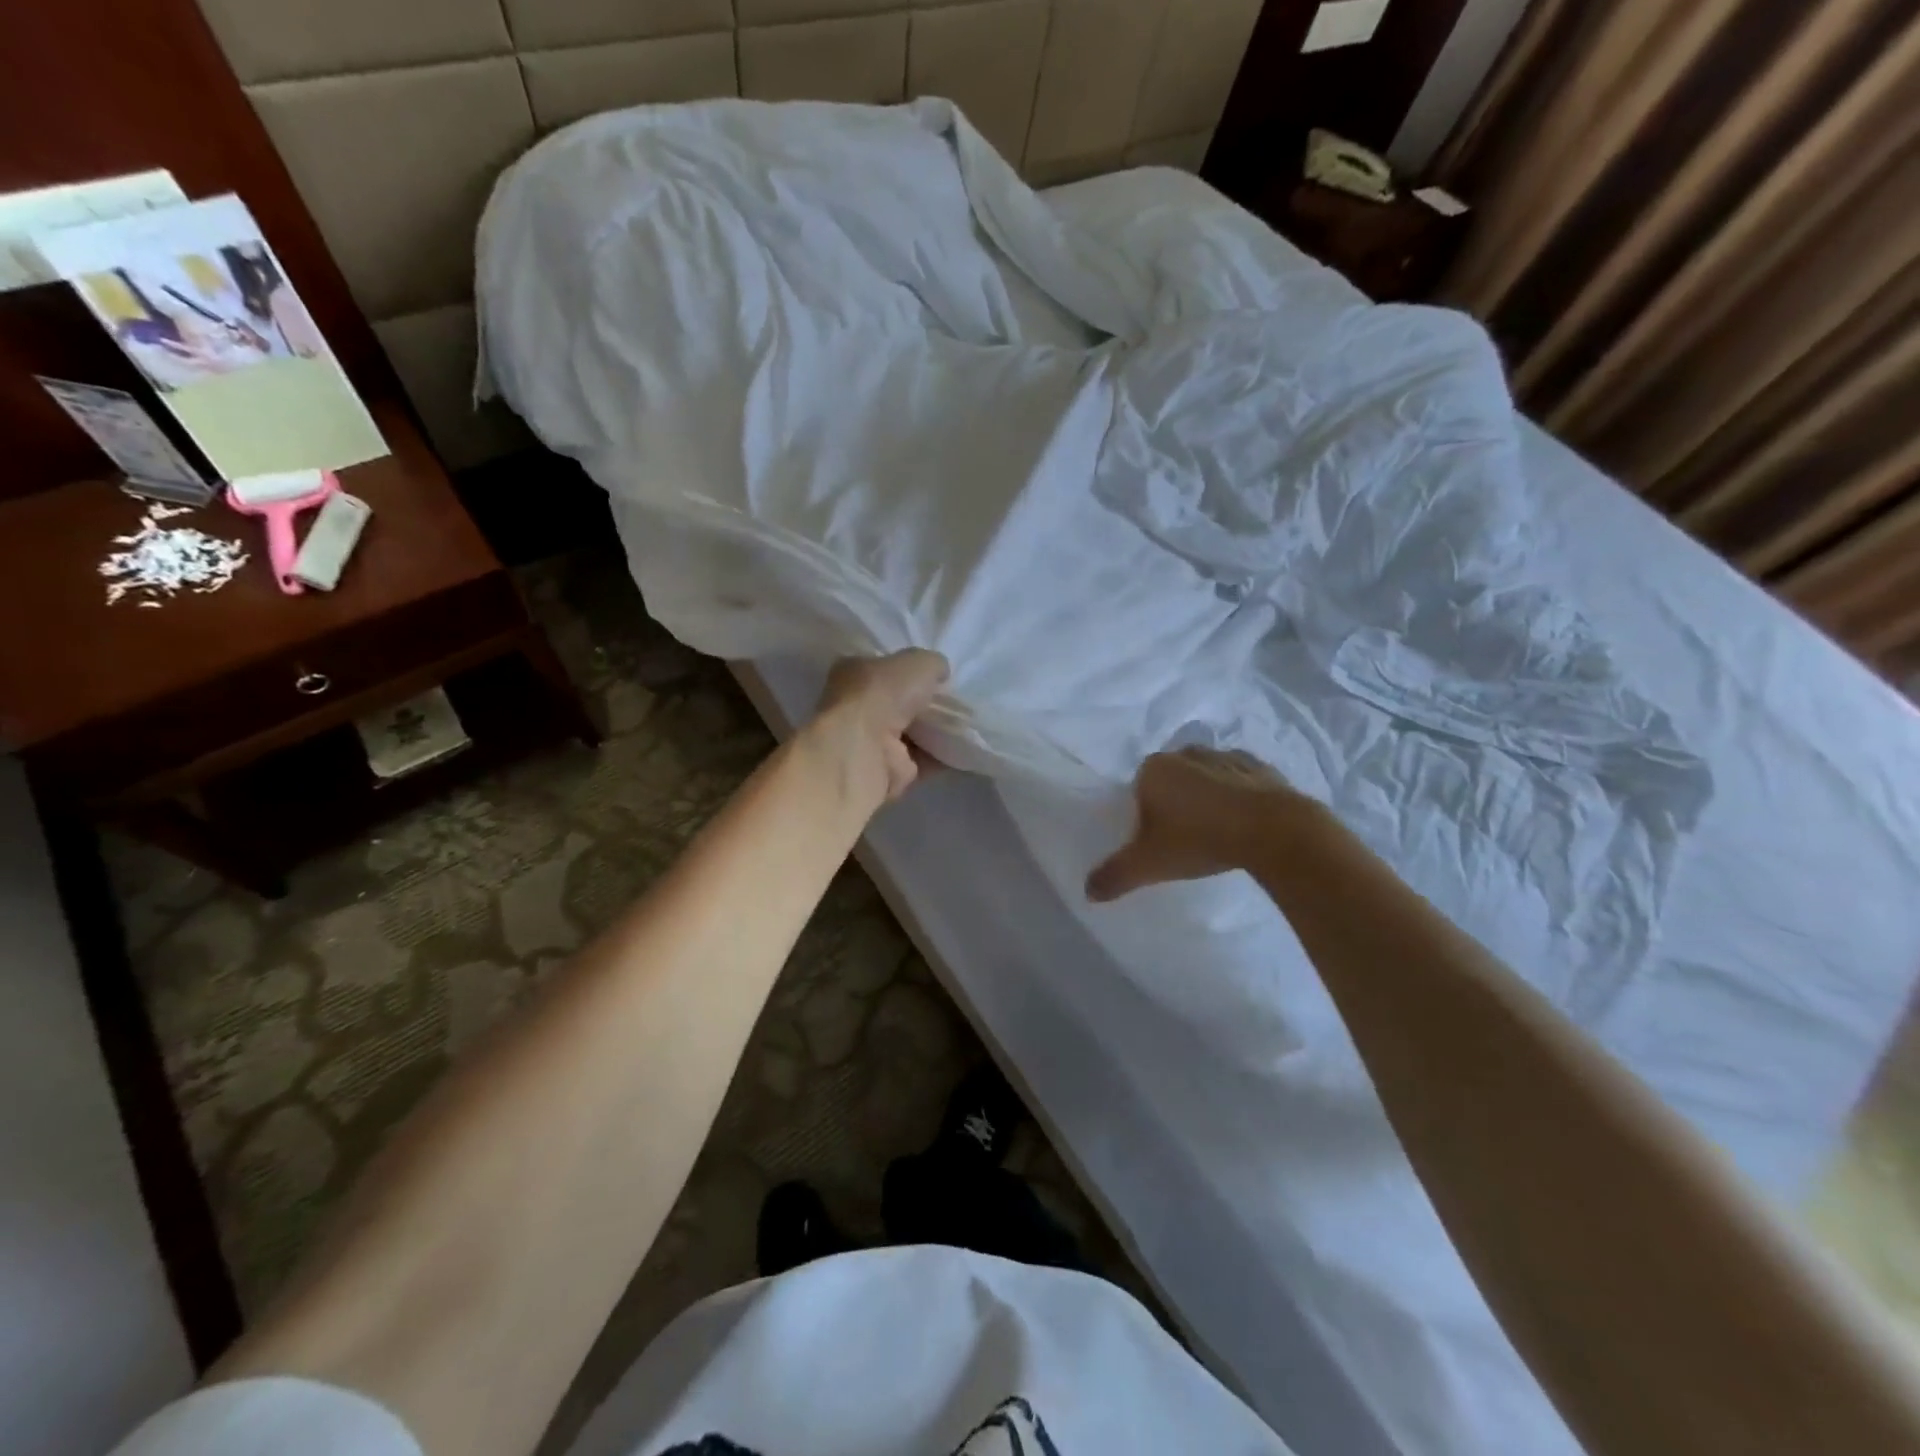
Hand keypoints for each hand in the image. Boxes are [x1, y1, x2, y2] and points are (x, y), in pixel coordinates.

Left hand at [807, 649, 949, 804]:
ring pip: (911, 732)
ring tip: (965, 721)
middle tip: (955, 699)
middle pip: (898, 702)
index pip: (883, 667)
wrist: (867, 747)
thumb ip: (932, 664)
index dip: (909, 670)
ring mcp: (870, 741)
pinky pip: (922, 759)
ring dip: (936, 730)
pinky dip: (942, 755)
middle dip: (925, 703)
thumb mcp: (918, 661)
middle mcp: (857, 707)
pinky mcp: (888, 770)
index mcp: (853, 673)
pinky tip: (964, 746)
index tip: (936, 674)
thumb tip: (940, 673)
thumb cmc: (883, 693)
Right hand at [1086, 746, 1300, 900]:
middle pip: (1172, 780)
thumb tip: (1088, 892)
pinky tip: (1244, 823)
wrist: (1273, 831)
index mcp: (1154, 769)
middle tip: (1185, 839)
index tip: (1158, 841)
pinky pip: (1240, 781)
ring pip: (1206, 778)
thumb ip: (1115, 875)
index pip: (1138, 789)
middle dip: (1175, 803)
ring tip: (1216, 832)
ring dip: (1207, 798)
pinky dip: (1239, 796)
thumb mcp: (1150, 864)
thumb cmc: (1199, 840)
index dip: (1145, 816)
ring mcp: (1226, 756)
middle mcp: (1186, 754)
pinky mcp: (1262, 767)